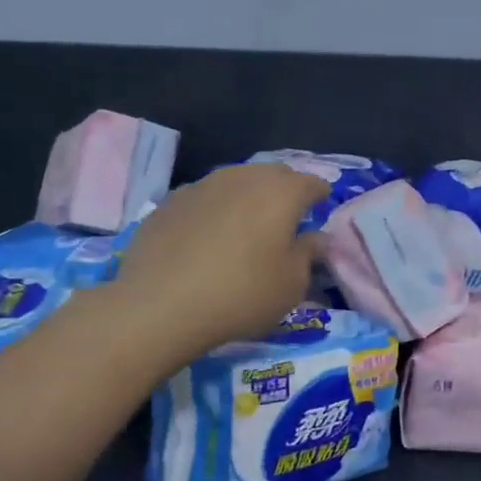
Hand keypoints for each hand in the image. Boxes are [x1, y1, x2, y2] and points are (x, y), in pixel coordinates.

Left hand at [112, 162, 328, 363]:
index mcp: (282, 193)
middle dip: (285, 191)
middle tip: (286, 219)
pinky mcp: (170, 202)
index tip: (321, 211)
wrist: (159, 306)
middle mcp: (244, 178)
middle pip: (274, 174)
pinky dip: (215, 210)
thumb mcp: (292, 285)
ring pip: (237, 181)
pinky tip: (209, 236)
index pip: (312, 183)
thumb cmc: (241, 294)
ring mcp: (203, 185)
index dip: (320, 197)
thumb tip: (317, 238)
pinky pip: (205, 198)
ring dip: (248, 197)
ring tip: (247, 225)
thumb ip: (309, 254)